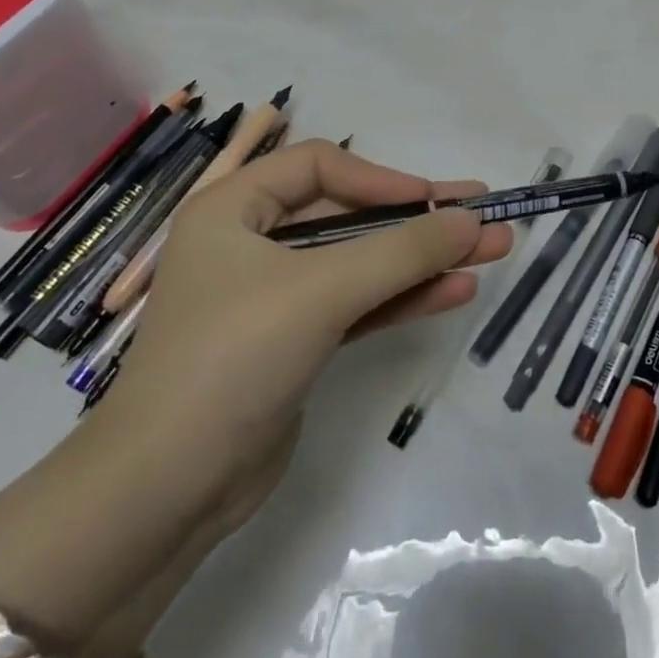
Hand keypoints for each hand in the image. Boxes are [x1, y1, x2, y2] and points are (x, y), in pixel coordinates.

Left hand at [93, 140, 512, 531]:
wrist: (167, 491)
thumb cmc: (233, 357)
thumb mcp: (322, 291)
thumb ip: (403, 252)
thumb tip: (473, 219)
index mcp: (232, 209)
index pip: (319, 166)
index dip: (381, 178)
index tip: (433, 201)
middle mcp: (251, 243)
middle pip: (348, 214)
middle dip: (417, 219)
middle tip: (484, 215)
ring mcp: (274, 296)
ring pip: (360, 262)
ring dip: (423, 259)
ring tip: (492, 251)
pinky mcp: (294, 342)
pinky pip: (357, 304)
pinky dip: (403, 298)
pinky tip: (456, 291)